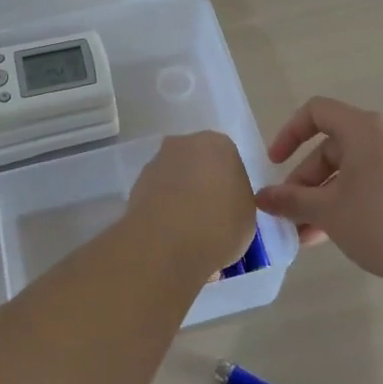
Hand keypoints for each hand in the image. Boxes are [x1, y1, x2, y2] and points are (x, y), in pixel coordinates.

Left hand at [127, 132, 258, 273]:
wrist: (168, 240)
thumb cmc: (220, 223)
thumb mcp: (247, 216)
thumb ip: (237, 202)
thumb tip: (224, 205)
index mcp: (219, 144)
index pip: (228, 161)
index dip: (229, 187)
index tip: (229, 210)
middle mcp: (185, 144)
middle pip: (197, 164)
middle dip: (201, 186)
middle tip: (209, 218)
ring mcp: (156, 162)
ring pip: (174, 179)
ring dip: (179, 198)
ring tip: (186, 233)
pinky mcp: (135, 185)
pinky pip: (156, 196)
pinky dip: (162, 211)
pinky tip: (168, 236)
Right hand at [255, 97, 382, 287]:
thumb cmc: (381, 220)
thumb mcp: (328, 210)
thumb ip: (291, 201)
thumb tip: (262, 198)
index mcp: (364, 129)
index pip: (317, 112)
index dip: (289, 133)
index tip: (275, 164)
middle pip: (331, 147)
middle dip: (304, 181)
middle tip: (288, 213)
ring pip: (350, 173)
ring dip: (323, 199)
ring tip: (304, 236)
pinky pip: (370, 187)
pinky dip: (347, 205)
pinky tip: (332, 237)